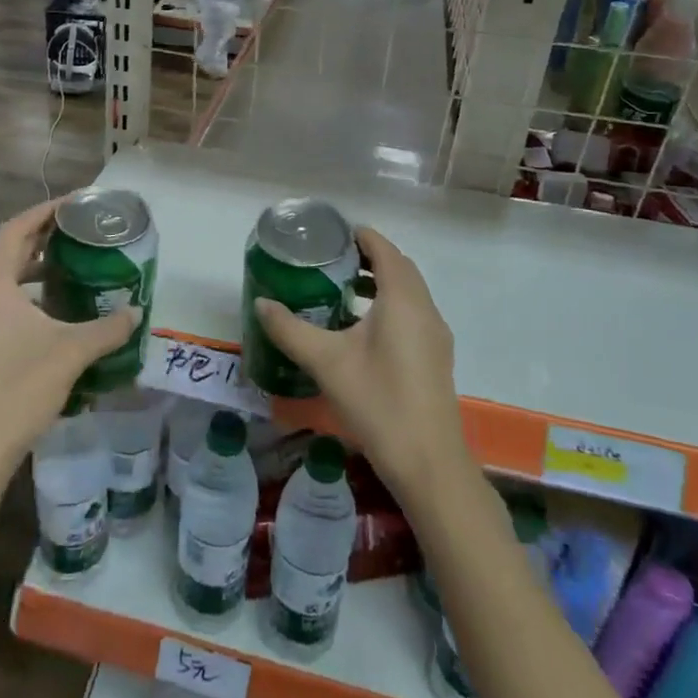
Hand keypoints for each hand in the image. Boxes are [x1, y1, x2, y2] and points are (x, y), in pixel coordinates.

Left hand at [0, 198, 138, 476]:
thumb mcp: (71, 353)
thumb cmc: (19, 390)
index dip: (45, 211)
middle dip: (43, 238)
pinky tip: (53, 312)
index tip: (75, 203)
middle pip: (8, 252)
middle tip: (80, 232)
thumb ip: (108, 329)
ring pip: (3, 280)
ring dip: (34, 269)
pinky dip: (25, 295)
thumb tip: (137, 312)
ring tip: (72, 266)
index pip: (15, 230)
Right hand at [255, 227, 468, 498]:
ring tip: (340, 289)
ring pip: (408, 292)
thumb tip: (261, 303)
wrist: (428, 463)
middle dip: (367, 257)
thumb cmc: (377, 401)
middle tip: (328, 260)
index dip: (360, 236)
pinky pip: (412, 313)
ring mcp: (435, 335)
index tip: (330, 235)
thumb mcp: (325, 362)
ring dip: (379, 282)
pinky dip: (388, 304)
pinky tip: (360, 329)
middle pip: (399, 267)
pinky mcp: (435, 357)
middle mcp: (425, 309)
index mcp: (403, 299)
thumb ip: (290, 329)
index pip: (384, 249)